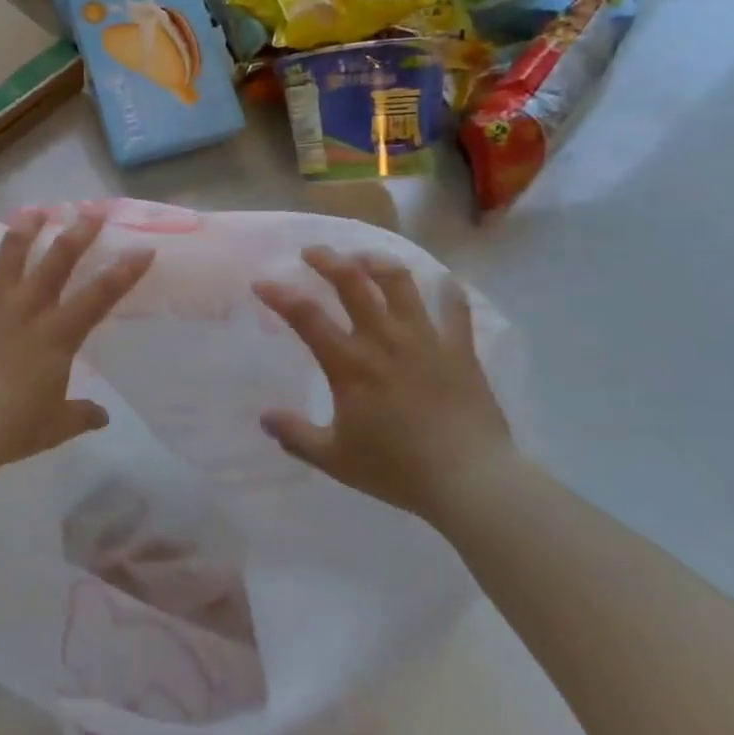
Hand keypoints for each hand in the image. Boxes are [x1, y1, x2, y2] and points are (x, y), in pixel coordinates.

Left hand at [0, 211, 154, 470]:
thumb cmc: (10, 427)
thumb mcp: (54, 426)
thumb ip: (80, 415)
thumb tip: (102, 416)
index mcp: (57, 335)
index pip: (100, 296)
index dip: (124, 271)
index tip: (143, 248)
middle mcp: (27, 308)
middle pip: (57, 260)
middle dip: (79, 232)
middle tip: (92, 210)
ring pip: (10, 254)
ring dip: (25, 228)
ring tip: (34, 210)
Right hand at [253, 246, 513, 521]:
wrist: (471, 482)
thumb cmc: (398, 469)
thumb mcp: (334, 459)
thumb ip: (295, 435)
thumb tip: (265, 418)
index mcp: (350, 364)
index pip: (306, 315)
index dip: (279, 295)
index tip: (262, 283)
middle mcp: (384, 340)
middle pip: (353, 282)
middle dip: (328, 259)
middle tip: (312, 252)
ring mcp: (425, 340)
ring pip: (401, 283)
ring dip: (378, 262)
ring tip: (364, 257)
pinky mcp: (460, 350)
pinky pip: (455, 309)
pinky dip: (448, 291)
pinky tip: (442, 281)